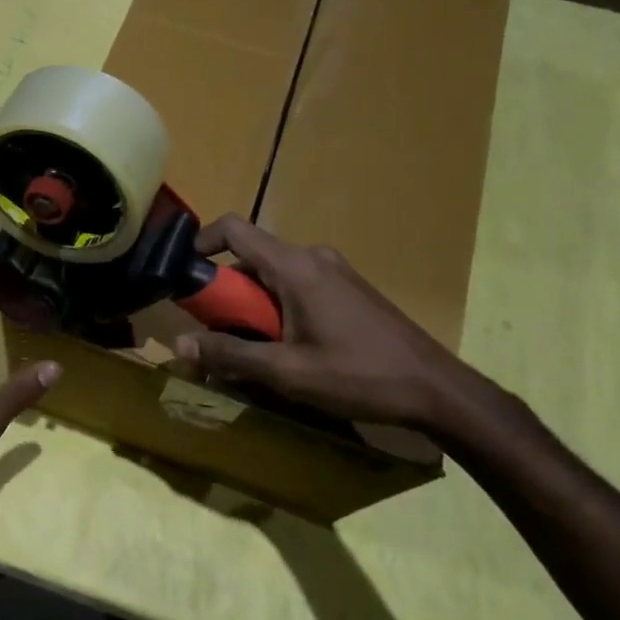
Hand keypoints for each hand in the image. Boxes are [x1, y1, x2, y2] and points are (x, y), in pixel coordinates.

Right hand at [174, 216, 509, 437]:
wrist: (438, 390)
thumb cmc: (359, 376)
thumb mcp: (287, 372)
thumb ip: (230, 355)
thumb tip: (180, 345)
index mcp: (294, 267)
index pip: (234, 228)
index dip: (201, 242)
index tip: (185, 275)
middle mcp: (313, 257)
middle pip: (251, 258)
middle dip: (227, 292)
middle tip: (218, 333)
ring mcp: (334, 271)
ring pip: (274, 275)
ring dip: (254, 305)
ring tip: (254, 349)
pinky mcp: (349, 289)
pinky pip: (297, 286)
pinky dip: (279, 308)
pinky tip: (290, 348)